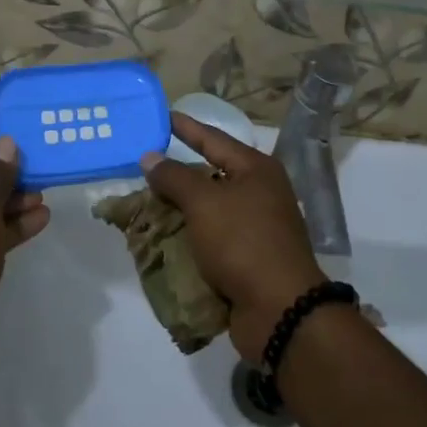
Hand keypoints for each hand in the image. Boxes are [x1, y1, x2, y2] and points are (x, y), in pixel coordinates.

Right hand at [140, 112, 325, 362]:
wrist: (281, 310)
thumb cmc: (243, 242)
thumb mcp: (203, 202)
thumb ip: (174, 177)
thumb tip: (150, 158)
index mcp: (256, 170)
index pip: (214, 139)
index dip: (187, 127)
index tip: (163, 116)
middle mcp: (260, 194)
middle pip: (212, 175)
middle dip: (178, 174)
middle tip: (145, 164)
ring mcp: (257, 228)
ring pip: (210, 210)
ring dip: (180, 210)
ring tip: (146, 204)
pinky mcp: (249, 260)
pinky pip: (212, 239)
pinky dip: (190, 238)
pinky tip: (164, 239)